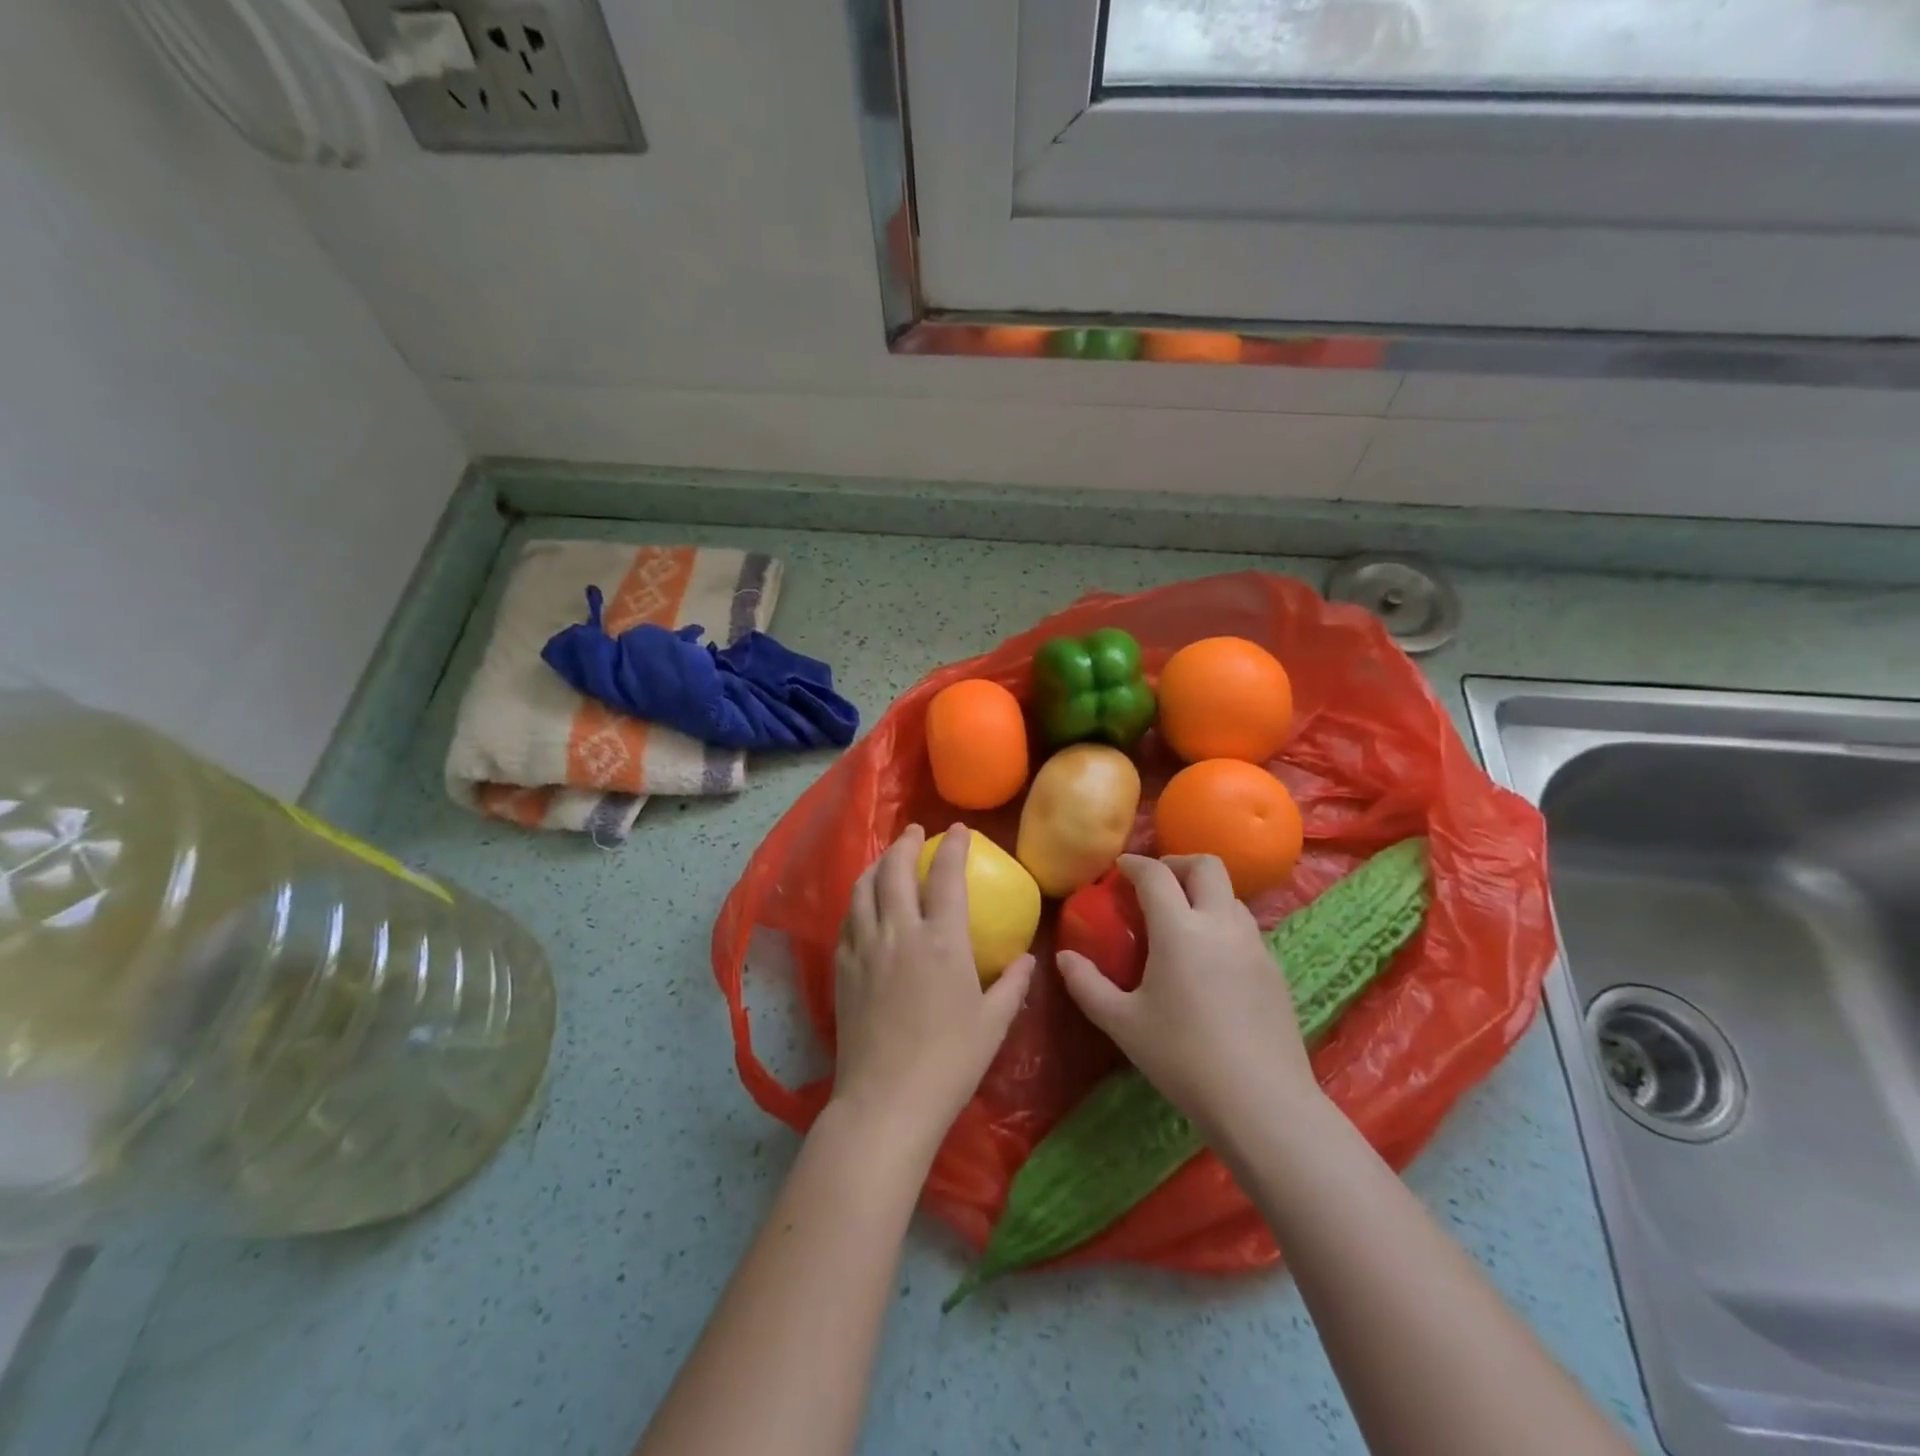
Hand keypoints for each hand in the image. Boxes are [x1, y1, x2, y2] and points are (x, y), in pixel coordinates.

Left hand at [827, 824, 1035, 1161]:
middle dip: (906, 843)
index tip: (958, 831)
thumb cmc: (949, 1063)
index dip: (954, 847)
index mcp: (942, 941)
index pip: (947, 876)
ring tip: (888, 858)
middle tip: (916, 832)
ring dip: (878, 864)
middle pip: (896, 870)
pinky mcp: (843, 968)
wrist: (886, 1101)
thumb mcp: (994, 1024)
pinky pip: (848, 919)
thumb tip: (1028, 960)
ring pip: (864, 888)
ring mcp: (866, 948)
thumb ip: (1013, 985)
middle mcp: (900, 933)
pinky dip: (859, 899)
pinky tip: (865, 904)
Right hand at [1057, 854, 1319, 1143]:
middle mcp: (1220, 925)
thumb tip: (1064, 958)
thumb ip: (1087, 985)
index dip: (1135, 864)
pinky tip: (1210, 960)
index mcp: (1180, 930)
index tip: (1121, 869)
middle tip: (1156, 884)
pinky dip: (1222, 923)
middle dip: (1177, 863)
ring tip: (1182, 920)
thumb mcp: (1122, 1024)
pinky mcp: (1275, 970)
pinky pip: (1246, 928)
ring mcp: (1255, 946)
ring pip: (1230, 896)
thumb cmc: (1183, 1058)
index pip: (1156, 875)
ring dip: (1203, 893)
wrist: (1263, 1102)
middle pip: (1206, 866)